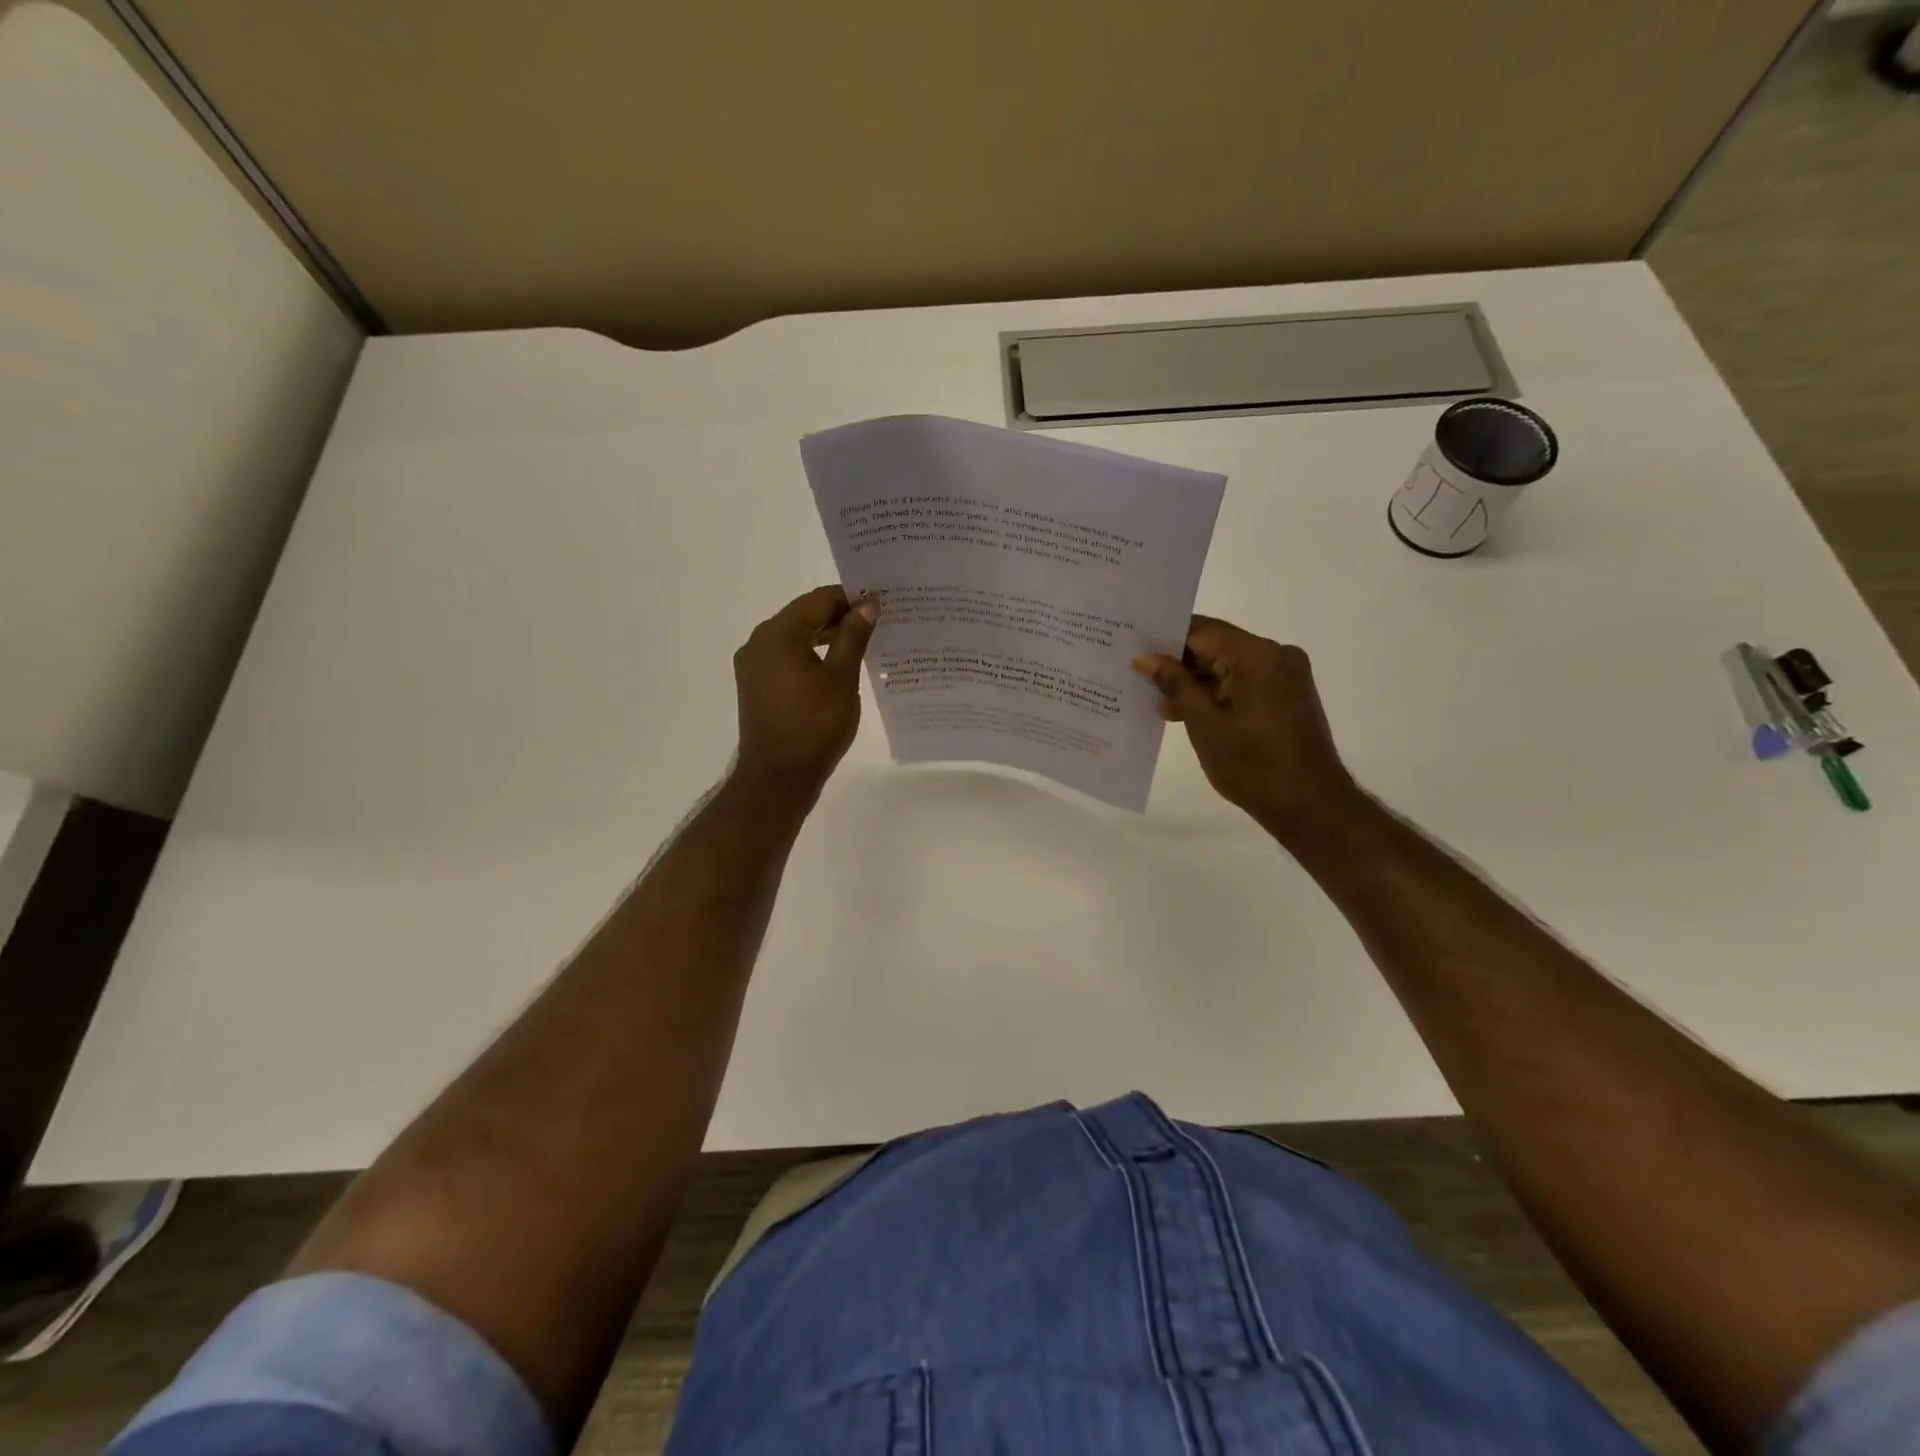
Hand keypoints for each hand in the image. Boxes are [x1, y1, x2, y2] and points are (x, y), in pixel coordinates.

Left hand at [733, 586, 877, 793]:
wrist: (778, 776)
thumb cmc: (814, 725)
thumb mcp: (842, 678)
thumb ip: (853, 636)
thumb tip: (867, 605)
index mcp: (777, 634)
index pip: (818, 600)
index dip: (850, 598)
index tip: (880, 602)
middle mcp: (759, 642)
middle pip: (804, 616)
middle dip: (839, 616)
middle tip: (876, 621)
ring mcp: (754, 665)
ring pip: (795, 637)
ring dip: (826, 636)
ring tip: (862, 641)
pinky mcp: (756, 685)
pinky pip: (786, 657)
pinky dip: (811, 654)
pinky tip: (836, 665)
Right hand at [1133, 616, 1357, 837]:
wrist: (1309, 805)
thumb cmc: (1252, 764)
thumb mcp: (1203, 723)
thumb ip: (1174, 684)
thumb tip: (1145, 658)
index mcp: (1256, 654)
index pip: (1201, 630)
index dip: (1164, 639)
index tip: (1133, 650)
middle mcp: (1276, 655)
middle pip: (1215, 646)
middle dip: (1178, 664)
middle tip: (1138, 678)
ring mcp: (1285, 676)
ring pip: (1228, 666)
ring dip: (1196, 683)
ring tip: (1159, 704)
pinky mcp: (1288, 696)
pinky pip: (1244, 682)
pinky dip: (1217, 694)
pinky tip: (1189, 713)